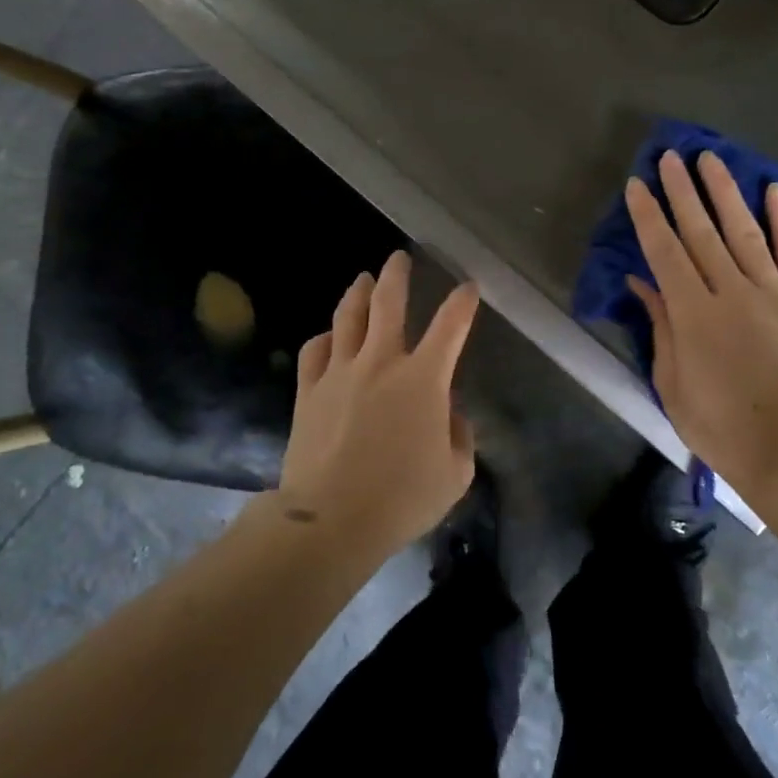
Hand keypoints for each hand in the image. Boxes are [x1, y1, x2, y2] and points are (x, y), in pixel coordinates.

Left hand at [277, 250, 481, 558]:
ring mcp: (340, 371)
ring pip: (348, 316)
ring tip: (363, 278)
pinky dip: (325, 337)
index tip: (467, 286)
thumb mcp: (454, 474)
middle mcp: (381, 361)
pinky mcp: (309, 390)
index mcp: (423, 378)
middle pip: (388, 302)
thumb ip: (459, 436)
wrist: (332, 519)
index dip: (462, 302)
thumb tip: (448, 413)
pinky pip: (315, 350)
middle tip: (398, 257)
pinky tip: (328, 335)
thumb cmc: (402, 498)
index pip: (450, 325)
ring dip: (358, 292)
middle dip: (397, 275)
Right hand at [625, 150, 777, 499]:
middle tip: (669, 156)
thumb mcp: (672, 382)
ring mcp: (775, 293)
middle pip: (701, 231)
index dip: (648, 216)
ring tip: (710, 160)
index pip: (664, 251)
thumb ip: (661, 326)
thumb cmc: (720, 424)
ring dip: (725, 193)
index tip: (637, 185)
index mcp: (694, 313)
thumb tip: (643, 282)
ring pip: (744, 232)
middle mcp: (732, 291)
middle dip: (682, 191)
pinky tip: (773, 191)